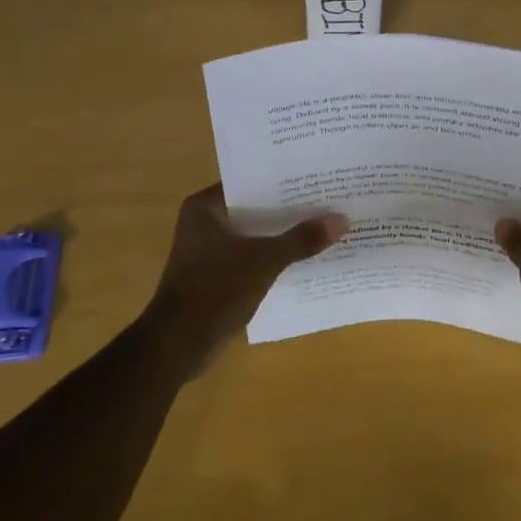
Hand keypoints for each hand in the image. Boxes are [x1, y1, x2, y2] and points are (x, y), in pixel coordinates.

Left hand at [141, 184, 347, 380]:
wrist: (179, 344)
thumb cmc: (215, 289)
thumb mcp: (265, 260)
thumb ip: (301, 239)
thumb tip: (341, 220)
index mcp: (205, 207)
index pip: (250, 182)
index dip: (282, 180)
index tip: (314, 176)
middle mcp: (204, 223)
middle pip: (255, 209)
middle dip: (288, 209)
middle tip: (327, 199)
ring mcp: (209, 252)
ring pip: (255, 236)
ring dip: (282, 236)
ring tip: (323, 226)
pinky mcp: (217, 277)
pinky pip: (252, 259)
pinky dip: (273, 259)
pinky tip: (305, 259)